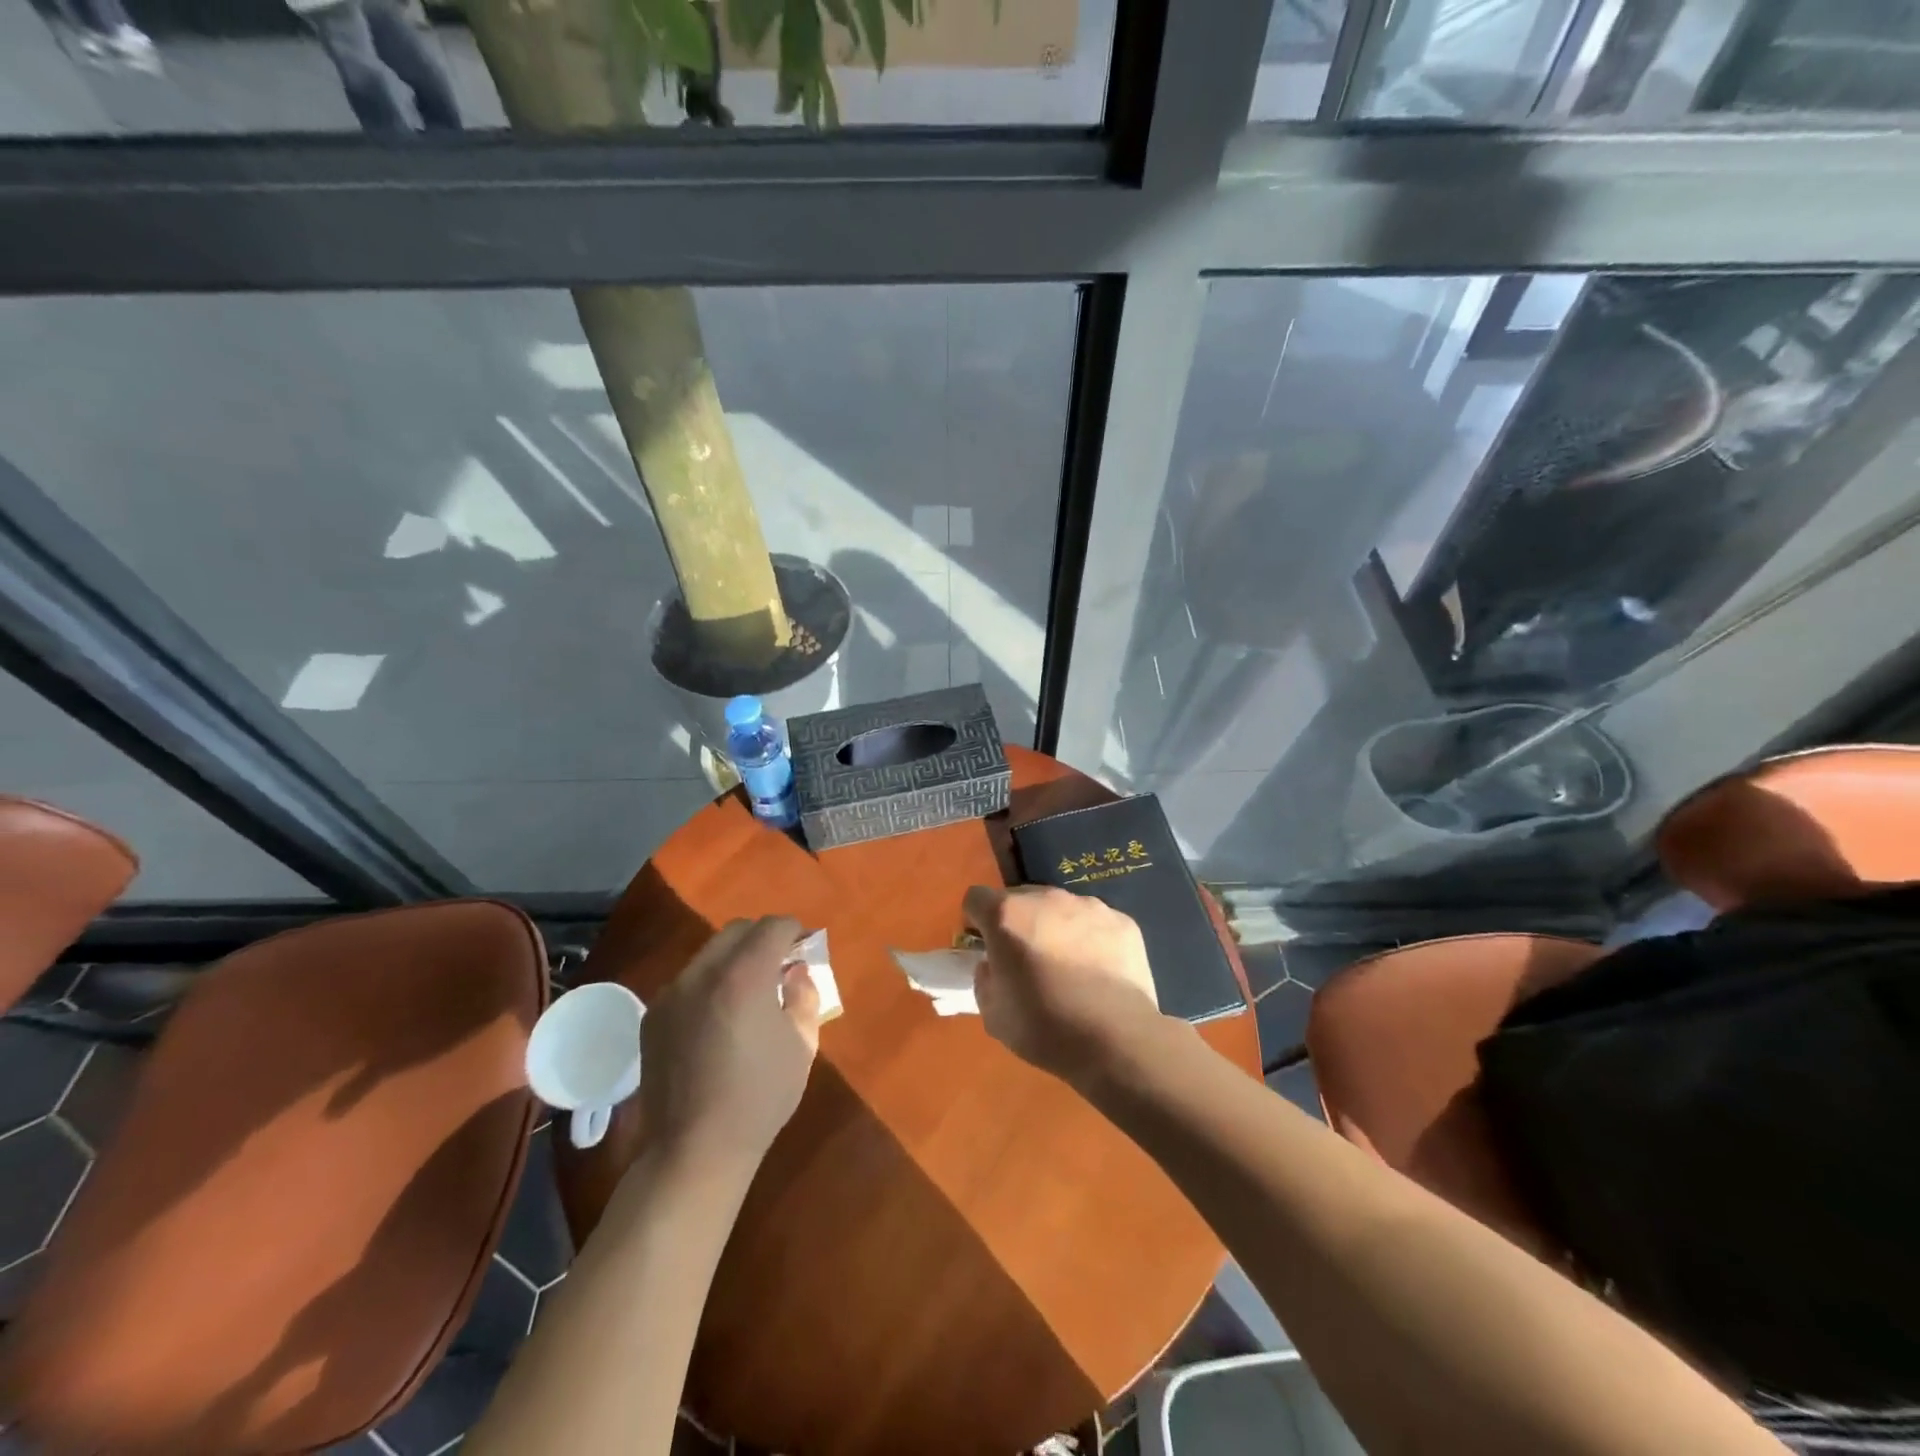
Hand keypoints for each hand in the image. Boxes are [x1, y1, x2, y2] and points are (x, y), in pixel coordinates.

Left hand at [638, 916, 821, 1175]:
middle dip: (763, 938)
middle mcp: (703, 973)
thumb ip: (804, 995)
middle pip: (737, 930)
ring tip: (749, 993)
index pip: (773, 926)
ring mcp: (672, 993)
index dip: (794, 931)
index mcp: (744, 976)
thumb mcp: (802, 1044)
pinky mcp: (653, 1015)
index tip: (804, 949)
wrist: (695, 1149)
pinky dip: (710, 984)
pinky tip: (719, 1019)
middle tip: (780, 965)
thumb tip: (795, 971)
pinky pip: (688, 981)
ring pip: (710, 954)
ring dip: (735, 960)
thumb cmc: (760, 1096)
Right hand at [962, 885, 1163, 1088]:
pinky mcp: (1121, 920)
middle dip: (1017, 923)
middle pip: (1020, 899)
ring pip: (1060, 908)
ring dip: (1055, 928)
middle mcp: (1046, 898)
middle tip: (1027, 961)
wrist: (1116, 1040)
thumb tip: (994, 965)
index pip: (976, 898)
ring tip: (1068, 968)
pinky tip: (1099, 973)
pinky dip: (1091, 939)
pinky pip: (1095, 922)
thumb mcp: (993, 1013)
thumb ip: (985, 978)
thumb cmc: (1045, 1028)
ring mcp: (1088, 905)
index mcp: (1007, 916)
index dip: (976, 921)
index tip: (985, 946)